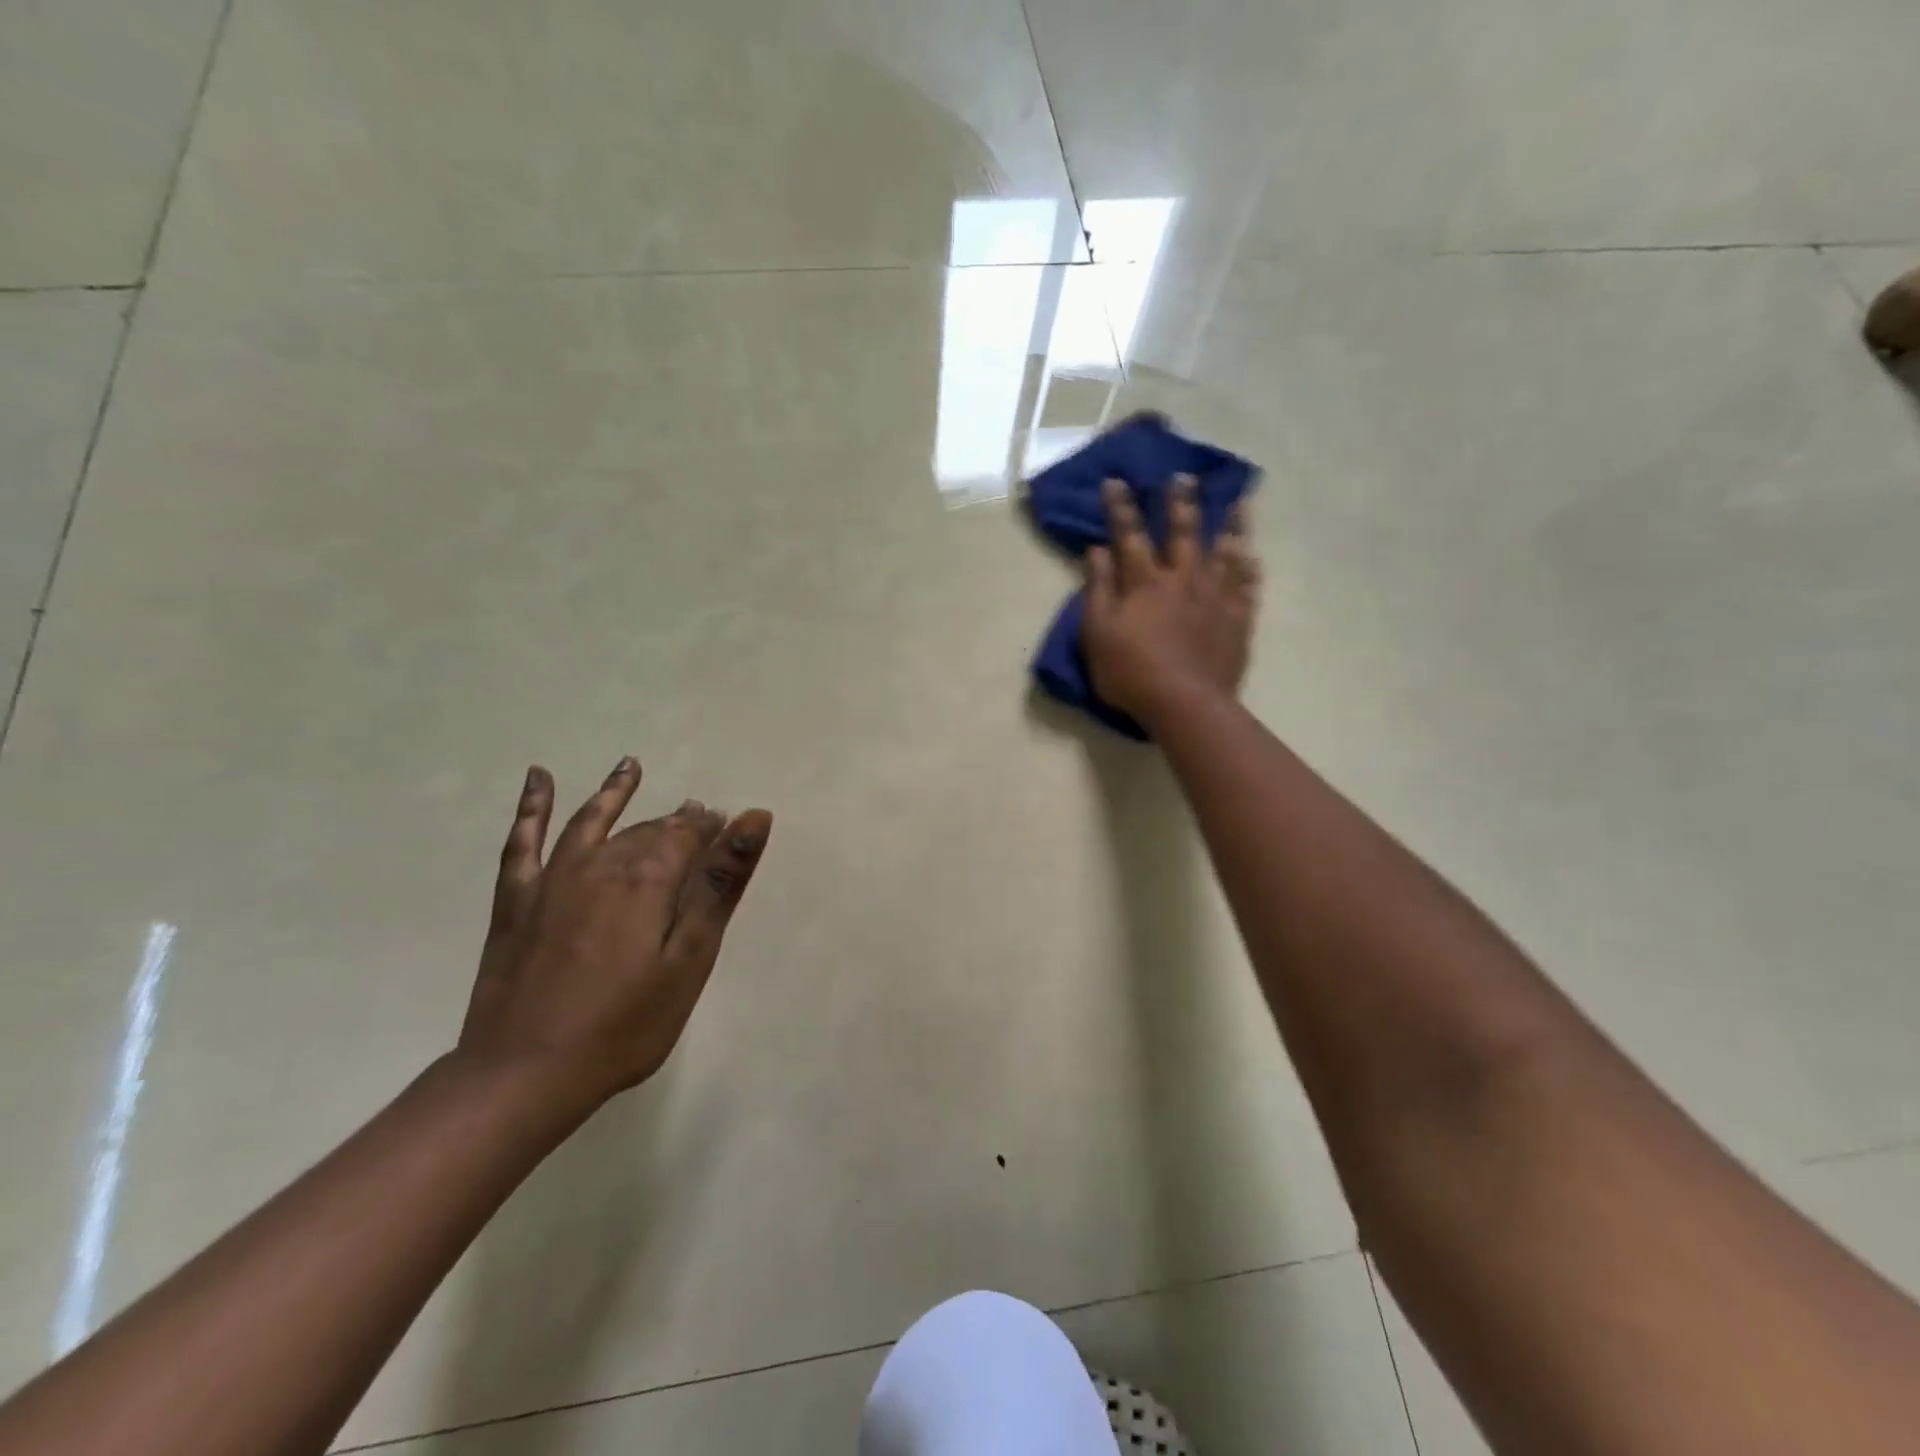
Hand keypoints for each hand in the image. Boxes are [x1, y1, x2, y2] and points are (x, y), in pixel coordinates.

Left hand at [458, 757, 772, 1111]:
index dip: (711, 828)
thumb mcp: (689, 958)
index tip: (729, 826)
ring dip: (615, 792)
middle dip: (676, 821)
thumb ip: (720, 884)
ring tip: (631, 766)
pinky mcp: (517, 902)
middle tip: (699, 816)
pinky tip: (539, 778)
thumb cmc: (625, 1025)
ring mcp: (553, 881)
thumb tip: (753, 818)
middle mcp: (601, 866)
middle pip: (646, 831)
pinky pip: (522, 842)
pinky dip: (531, 807)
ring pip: (591, 823)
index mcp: (648, 880)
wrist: (525, 1075)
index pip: (687, 835)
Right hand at [1081, 474, 1260, 724]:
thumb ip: (1098, 590)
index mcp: (1145, 582)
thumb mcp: (1097, 634)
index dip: (1121, 507)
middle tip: (1183, 477)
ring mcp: (1215, 598)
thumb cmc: (1131, 672)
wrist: (1186, 704)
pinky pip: (1247, 586)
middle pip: (1183, 532)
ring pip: (1225, 552)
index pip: (1130, 535)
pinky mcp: (1237, 619)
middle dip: (1180, 503)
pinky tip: (1253, 554)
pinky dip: (1250, 567)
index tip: (1116, 481)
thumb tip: (1097, 551)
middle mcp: (1183, 579)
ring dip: (1230, 524)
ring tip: (1238, 502)